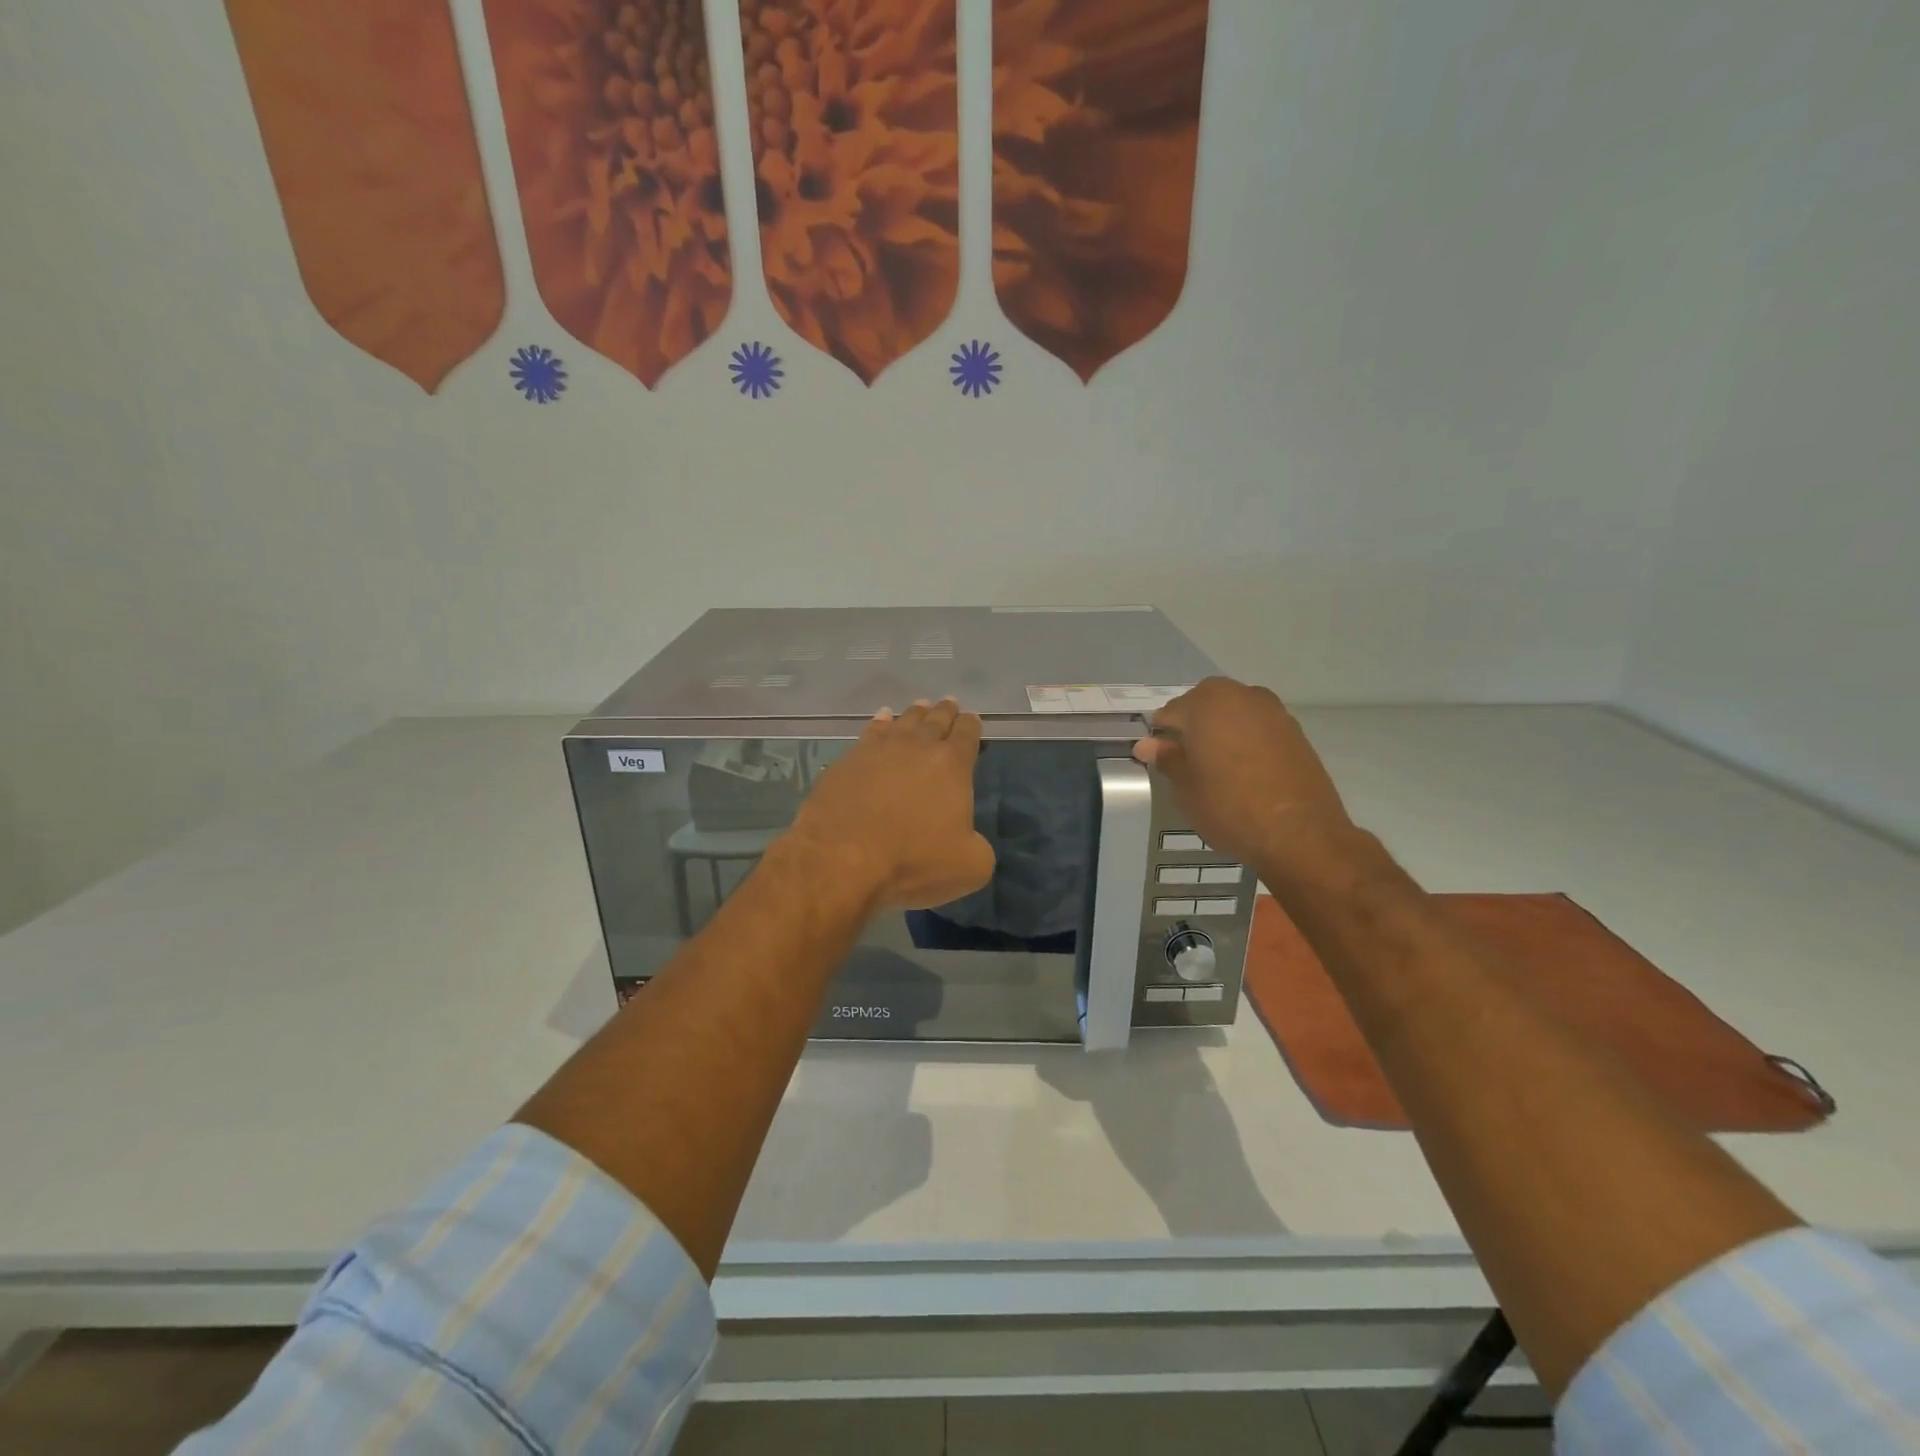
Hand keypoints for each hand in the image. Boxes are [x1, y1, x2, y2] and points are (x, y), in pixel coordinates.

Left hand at [790, 699, 995, 910]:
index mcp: (953, 765)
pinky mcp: (849, 759)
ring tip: (920, 707)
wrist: (843, 857)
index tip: (972, 720)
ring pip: (904, 721)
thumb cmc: (912, 859)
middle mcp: (918, 746)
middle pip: (936, 720)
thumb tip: (971, 842)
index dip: (972, 725)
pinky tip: (882, 719)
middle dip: (946, 712)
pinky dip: (881, 723)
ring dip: (915, 713)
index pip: (967, 734)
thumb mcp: (969, 867)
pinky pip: (871, 732)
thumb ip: (979, 848)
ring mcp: (880, 749)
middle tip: (949, 704)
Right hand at [1133, 677, 1361, 878]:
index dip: (1161, 736)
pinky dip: (1246, 742)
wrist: (1301, 834)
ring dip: (1221, 733)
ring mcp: (1274, 712)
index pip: (1170, 712)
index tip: (1160, 760)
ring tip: (1216, 769)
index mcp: (1208, 702)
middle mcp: (1242, 696)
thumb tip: (1147, 745)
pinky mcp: (1296, 732)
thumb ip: (1167, 758)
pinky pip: (1258, 729)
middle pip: (1204, 706)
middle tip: (1187, 764)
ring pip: (1234, 715)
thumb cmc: (1229, 806)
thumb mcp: (1185, 787)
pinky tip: (1244, 772)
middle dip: (1192, 728)